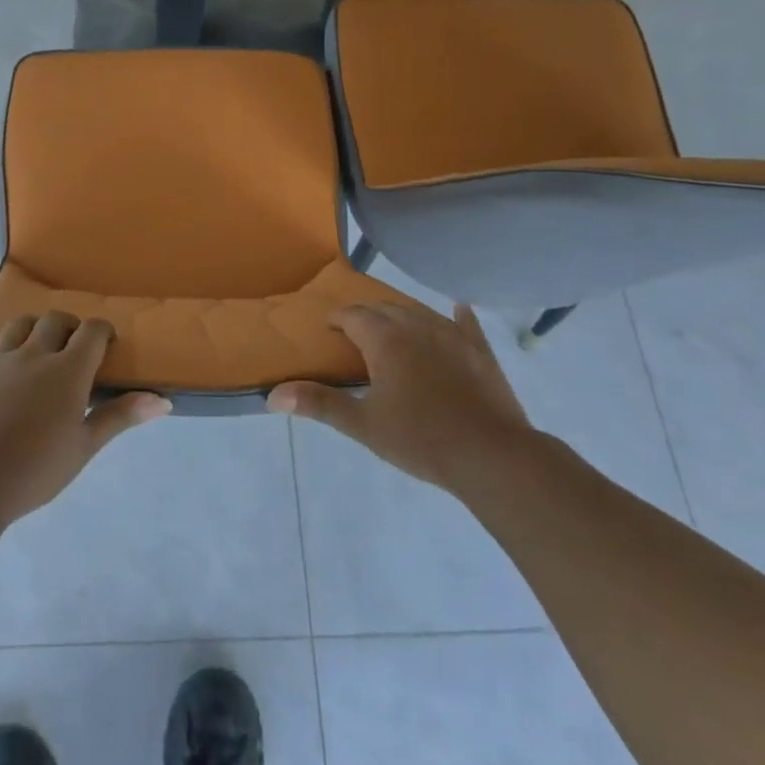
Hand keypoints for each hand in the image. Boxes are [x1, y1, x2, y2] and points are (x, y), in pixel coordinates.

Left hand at [0, 312, 170, 520]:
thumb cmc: (38, 467)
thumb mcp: (86, 445)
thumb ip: (120, 416)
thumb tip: (162, 400)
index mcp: (67, 369)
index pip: (92, 331)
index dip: (103, 332)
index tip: (108, 345)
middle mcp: (32, 356)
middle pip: (54, 321)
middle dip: (69, 326)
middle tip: (75, 349)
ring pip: (15, 327)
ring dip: (29, 330)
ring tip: (36, 349)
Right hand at [267, 302, 534, 488]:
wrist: (492, 456)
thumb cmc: (420, 438)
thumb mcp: (363, 424)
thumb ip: (319, 404)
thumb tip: (272, 396)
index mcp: (386, 340)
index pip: (353, 315)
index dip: (337, 318)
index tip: (326, 328)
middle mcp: (418, 326)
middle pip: (385, 309)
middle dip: (366, 316)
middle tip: (353, 333)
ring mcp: (454, 336)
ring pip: (420, 313)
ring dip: (401, 316)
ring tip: (391, 329)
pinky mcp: (481, 352)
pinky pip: (466, 324)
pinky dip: (457, 316)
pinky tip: (458, 309)